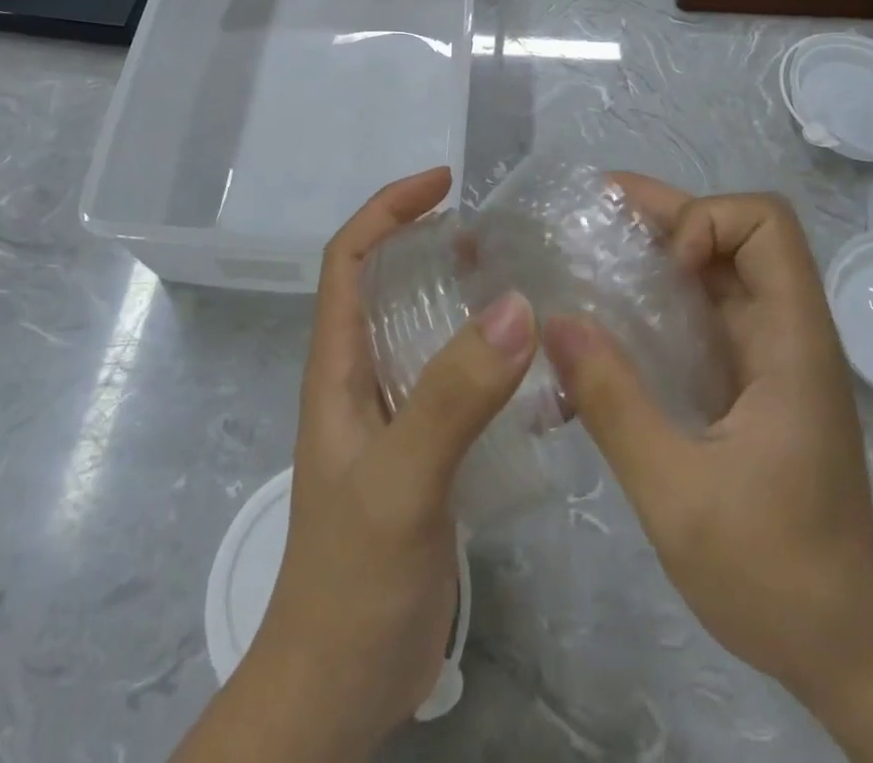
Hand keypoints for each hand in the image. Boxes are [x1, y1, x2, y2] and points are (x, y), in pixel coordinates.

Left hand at [239, 168, 536, 759]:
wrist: (337, 688)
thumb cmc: (351, 579)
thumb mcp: (402, 480)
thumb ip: (452, 396)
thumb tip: (515, 304)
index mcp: (338, 366)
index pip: (349, 258)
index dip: (389, 208)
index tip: (445, 183)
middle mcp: (361, 378)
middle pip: (388, 283)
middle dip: (433, 242)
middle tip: (499, 234)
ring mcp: (392, 416)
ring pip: (424, 330)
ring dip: (464, 297)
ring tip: (523, 282)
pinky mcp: (422, 451)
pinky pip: (454, 381)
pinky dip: (488, 358)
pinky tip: (534, 369)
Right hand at [543, 179, 872, 761]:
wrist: (842, 650)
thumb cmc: (774, 572)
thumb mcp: (677, 493)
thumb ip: (615, 404)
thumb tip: (556, 321)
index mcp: (791, 342)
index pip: (767, 225)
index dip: (708, 222)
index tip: (662, 267)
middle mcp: (784, 333)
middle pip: (734, 235)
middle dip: (665, 215)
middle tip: (593, 213)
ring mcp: (767, 358)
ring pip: (715, 272)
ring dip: (655, 254)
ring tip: (587, 253)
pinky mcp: (748, 384)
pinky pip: (702, 317)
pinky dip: (656, 303)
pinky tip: (606, 325)